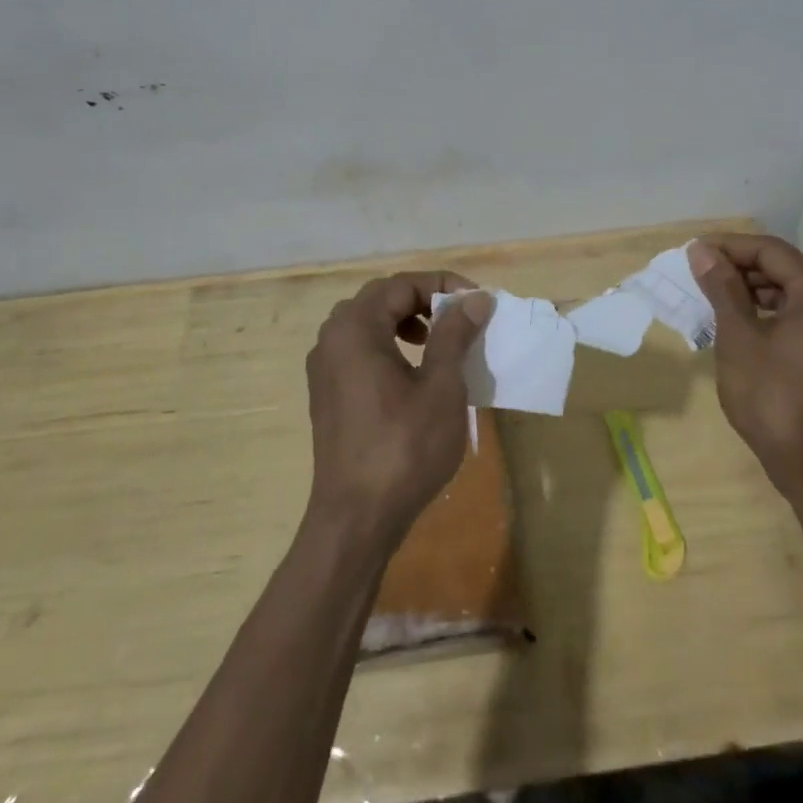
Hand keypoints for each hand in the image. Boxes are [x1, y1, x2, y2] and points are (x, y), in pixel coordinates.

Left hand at [304, 273, 493, 550]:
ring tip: (438, 340)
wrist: (357, 517)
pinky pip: (359, 349)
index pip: (402, 284)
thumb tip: (475, 299)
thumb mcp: (441, 387)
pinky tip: (413, 371)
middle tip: (460, 317)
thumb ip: (455, 335)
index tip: (477, 303)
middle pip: (381, 298)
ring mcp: (324, 368)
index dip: (443, 286)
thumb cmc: (405, 447)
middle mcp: (332, 339)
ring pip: (367, 323)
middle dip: (424, 300)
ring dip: (405, 320)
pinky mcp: (328, 394)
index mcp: (355, 328)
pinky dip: (388, 344)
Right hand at [687, 235, 802, 502]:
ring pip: (794, 290)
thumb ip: (722, 287)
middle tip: (698, 273)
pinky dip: (772, 310)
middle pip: (785, 268)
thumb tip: (702, 251)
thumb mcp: (739, 337)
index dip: (729, 246)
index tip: (692, 250)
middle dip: (740, 267)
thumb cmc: (772, 397)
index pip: (771, 251)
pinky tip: (740, 318)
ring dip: (754, 289)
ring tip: (713, 295)